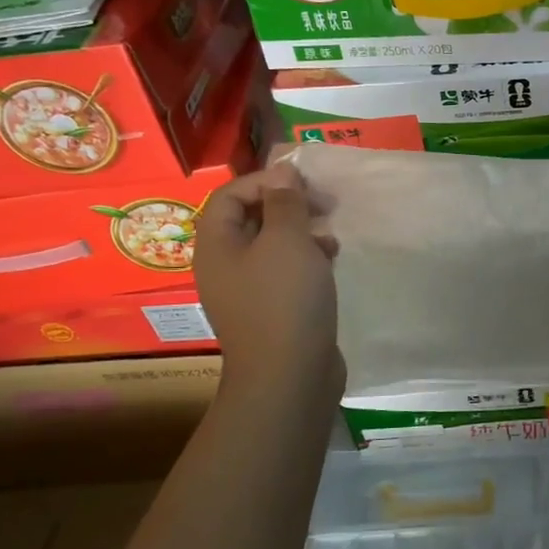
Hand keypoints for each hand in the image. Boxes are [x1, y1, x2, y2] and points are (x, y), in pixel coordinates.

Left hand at [195, 165, 342, 397]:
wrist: (290, 376)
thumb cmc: (285, 299)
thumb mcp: (287, 240)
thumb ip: (285, 202)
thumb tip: (282, 172)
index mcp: (217, 245)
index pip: (230, 195)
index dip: (265, 180)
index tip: (304, 183)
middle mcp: (225, 266)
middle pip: (251, 219)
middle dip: (288, 205)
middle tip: (325, 204)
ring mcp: (248, 291)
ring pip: (272, 245)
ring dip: (302, 231)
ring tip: (331, 234)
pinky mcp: (272, 310)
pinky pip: (285, 271)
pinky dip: (307, 259)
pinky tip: (331, 261)